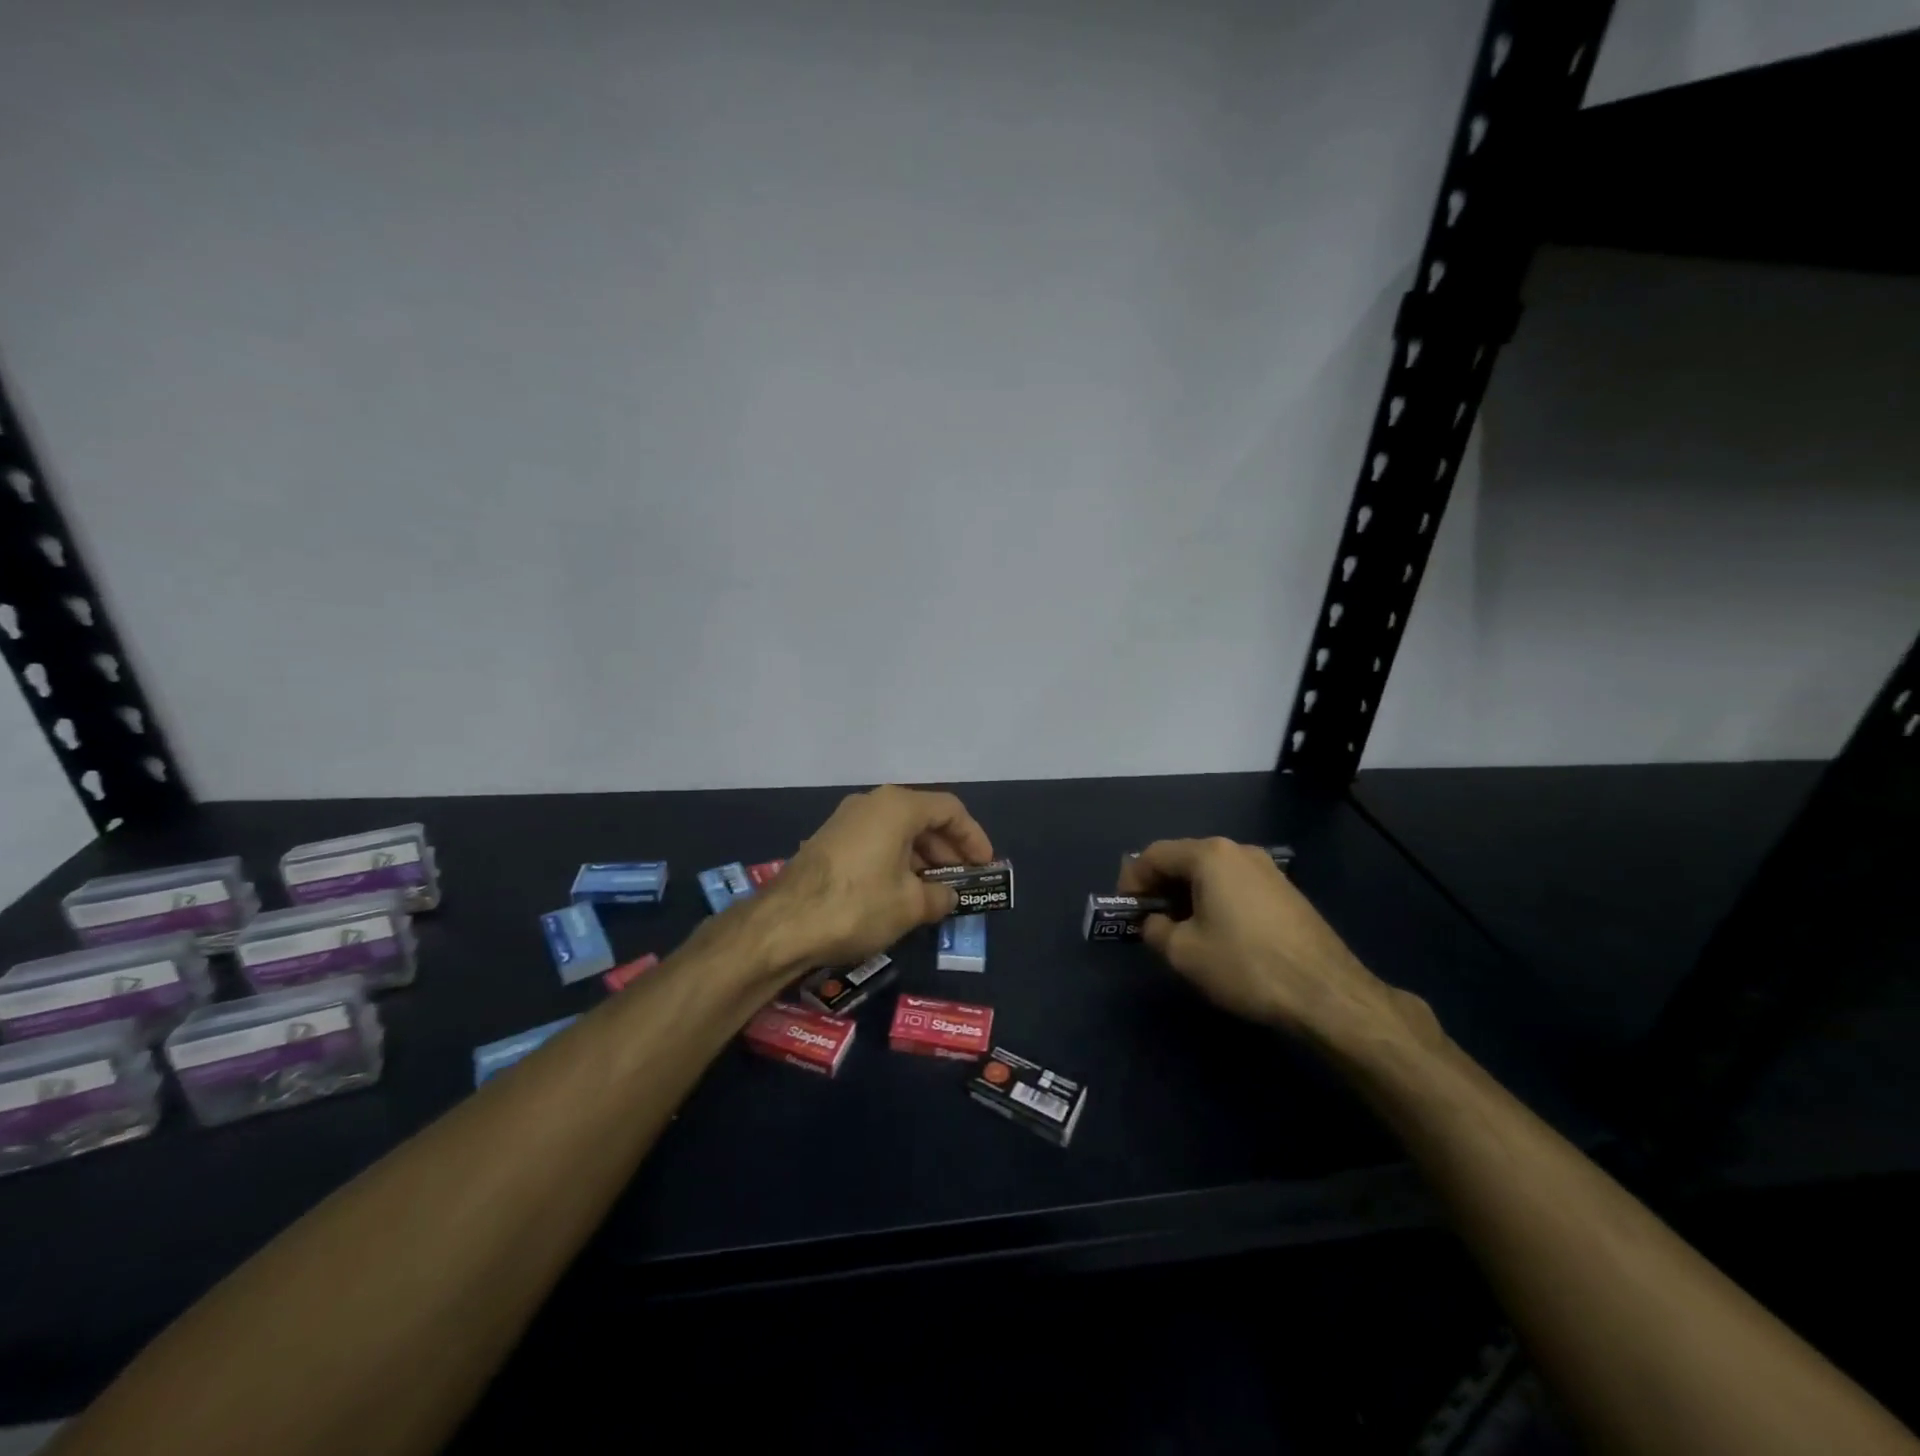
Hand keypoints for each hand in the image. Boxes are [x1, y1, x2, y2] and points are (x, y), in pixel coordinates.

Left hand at [765, 785, 994, 968]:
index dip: (973, 837)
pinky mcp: (828, 841)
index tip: (984, 865)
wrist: (783, 924)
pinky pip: (875, 842)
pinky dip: (896, 861)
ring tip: (934, 892)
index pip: (950, 810)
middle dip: (947, 850)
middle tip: (962, 881)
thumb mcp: (910, 905)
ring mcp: (846, 820)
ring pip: (897, 831)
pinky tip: (900, 892)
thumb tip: (948, 896)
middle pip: (923, 818)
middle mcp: (872, 803)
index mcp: (897, 806)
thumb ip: (939, 896)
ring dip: (921, 858)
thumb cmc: (858, 905)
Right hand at [1120, 837, 1392, 1041]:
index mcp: (1210, 855)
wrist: (1326, 992)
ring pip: (1211, 873)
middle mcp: (1239, 850)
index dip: (1132, 880)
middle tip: (1148, 921)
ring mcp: (1267, 869)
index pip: (1154, 855)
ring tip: (1181, 930)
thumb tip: (1155, 922)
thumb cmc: (1245, 965)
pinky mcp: (1286, 891)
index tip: (1125, 911)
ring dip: (1188, 895)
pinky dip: (1215, 901)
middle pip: (1184, 859)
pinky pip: (1236, 886)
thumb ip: (1155, 930)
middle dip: (1160, 887)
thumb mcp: (1183, 952)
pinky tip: (1218, 933)